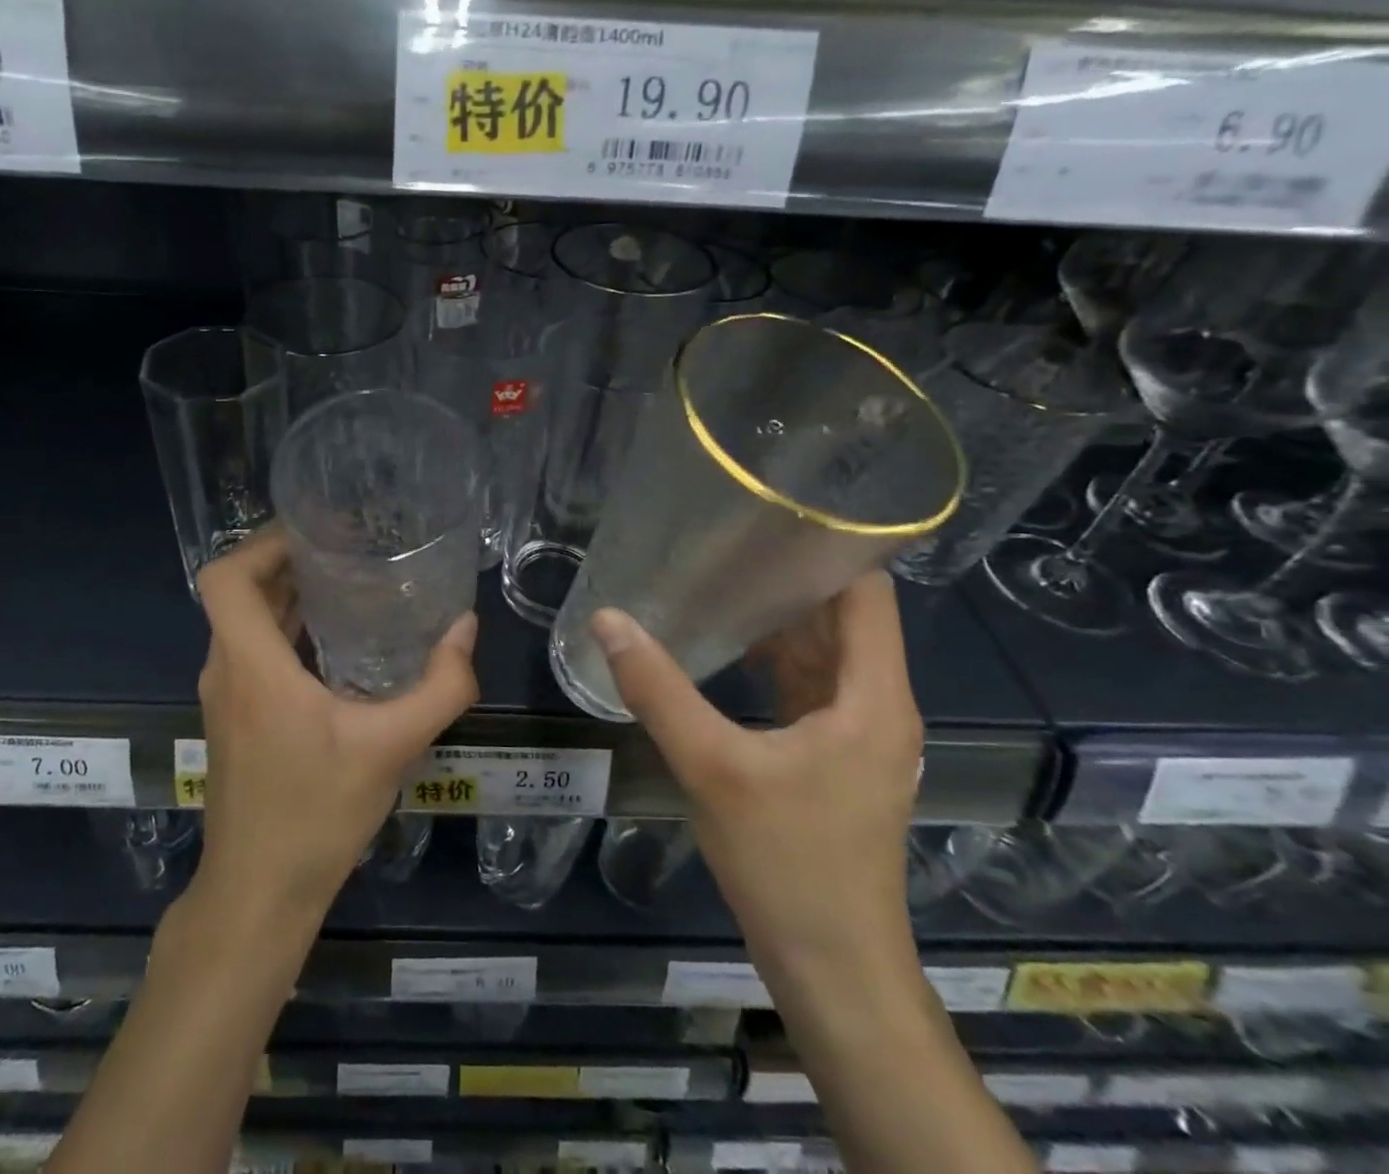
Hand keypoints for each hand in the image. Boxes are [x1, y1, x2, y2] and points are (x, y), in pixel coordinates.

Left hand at [191, 527, 479, 927]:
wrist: (259, 895)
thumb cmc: (316, 815)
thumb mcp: (391, 747)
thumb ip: (440, 687)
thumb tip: (465, 629)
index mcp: (251, 665)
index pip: (225, 577)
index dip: (261, 542)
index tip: (314, 533)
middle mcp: (226, 670)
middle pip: (237, 591)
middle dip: (285, 560)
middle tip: (344, 547)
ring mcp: (225, 696)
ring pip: (243, 621)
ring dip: (285, 594)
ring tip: (345, 581)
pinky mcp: (234, 717)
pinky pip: (251, 650)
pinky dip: (284, 629)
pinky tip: (334, 642)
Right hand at [591, 573, 921, 982]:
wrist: (833, 970)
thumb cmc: (790, 863)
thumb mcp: (713, 767)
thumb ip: (658, 689)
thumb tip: (606, 619)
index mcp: (872, 695)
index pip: (867, 591)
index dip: (829, 546)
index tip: (770, 513)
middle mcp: (876, 705)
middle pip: (842, 617)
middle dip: (789, 576)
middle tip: (725, 537)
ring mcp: (858, 735)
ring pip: (824, 653)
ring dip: (779, 618)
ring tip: (719, 577)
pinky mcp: (835, 759)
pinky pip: (809, 687)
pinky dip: (774, 660)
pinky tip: (726, 647)